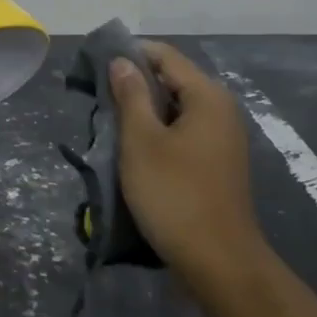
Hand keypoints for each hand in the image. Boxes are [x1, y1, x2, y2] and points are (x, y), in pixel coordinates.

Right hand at [110, 41, 264, 292]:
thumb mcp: (142, 142)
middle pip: (171, 80)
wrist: (218, 262)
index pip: (164, 55)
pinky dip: (157, 133)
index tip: (94, 66)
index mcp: (207, 96)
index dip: (129, 53)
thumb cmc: (175, 195)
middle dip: (134, 85)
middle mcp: (220, 109)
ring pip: (175, 109)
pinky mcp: (216, 162)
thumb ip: (131, 95)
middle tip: (98, 101)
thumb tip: (122, 60)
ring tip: (110, 126)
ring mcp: (221, 138)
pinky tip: (133, 151)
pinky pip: (182, 132)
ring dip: (143, 113)